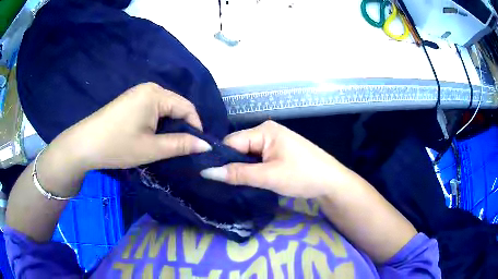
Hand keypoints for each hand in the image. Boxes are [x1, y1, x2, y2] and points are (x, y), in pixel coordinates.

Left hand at [50, 82, 211, 170]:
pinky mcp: (130, 101)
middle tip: (182, 149)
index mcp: (156, 94)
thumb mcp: (152, 148)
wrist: (85, 144)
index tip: (198, 148)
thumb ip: (181, 145)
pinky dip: (157, 124)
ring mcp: (138, 94)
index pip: (187, 107)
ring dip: (170, 127)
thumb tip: (207, 146)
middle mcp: (149, 88)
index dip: (196, 127)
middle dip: (182, 127)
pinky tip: (152, 137)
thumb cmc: (118, 145)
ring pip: (164, 109)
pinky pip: (153, 109)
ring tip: (168, 145)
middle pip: (176, 106)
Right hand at [200, 120, 353, 197]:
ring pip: (247, 154)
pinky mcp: (278, 151)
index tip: (208, 176)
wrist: (332, 182)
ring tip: (232, 184)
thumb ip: (238, 174)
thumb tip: (207, 172)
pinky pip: (257, 158)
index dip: (220, 158)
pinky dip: (252, 169)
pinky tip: (248, 179)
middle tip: (220, 184)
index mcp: (264, 130)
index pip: (231, 141)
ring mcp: (273, 141)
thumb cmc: (303, 176)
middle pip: (238, 147)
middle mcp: (267, 131)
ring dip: (241, 168)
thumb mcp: (269, 176)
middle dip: (231, 164)